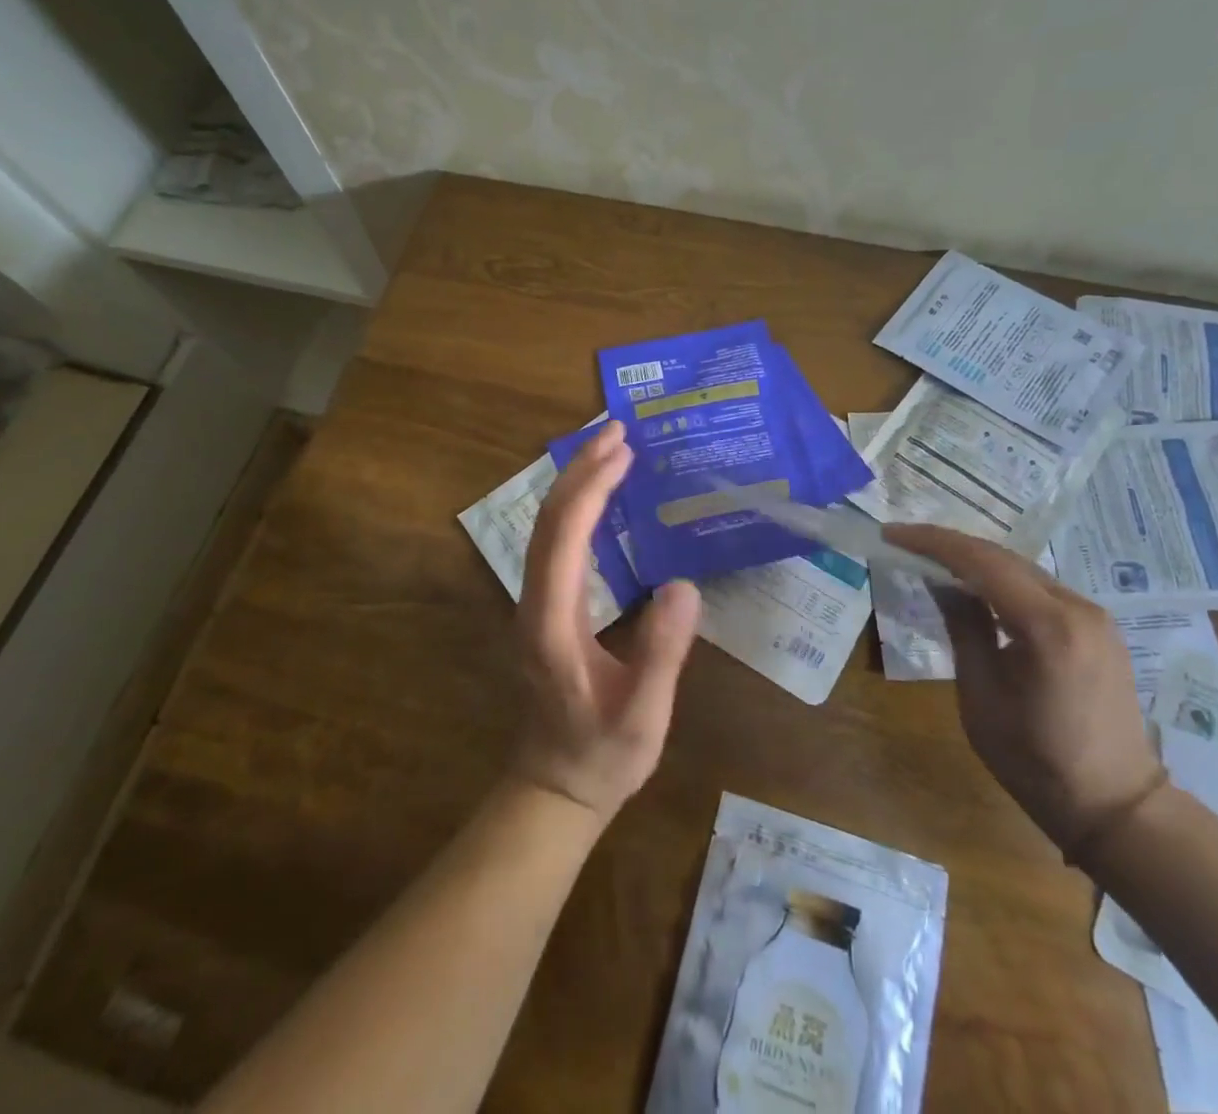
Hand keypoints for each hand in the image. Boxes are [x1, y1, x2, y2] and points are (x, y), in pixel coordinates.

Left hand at [513, 420, 701, 822]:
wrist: (556, 787)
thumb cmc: (602, 754)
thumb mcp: (642, 714)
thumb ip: (661, 654)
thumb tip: (684, 585)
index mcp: (552, 621)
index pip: (565, 536)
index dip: (592, 487)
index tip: (623, 450)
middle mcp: (533, 601)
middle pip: (548, 519)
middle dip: (581, 469)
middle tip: (618, 430)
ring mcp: (534, 603)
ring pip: (546, 527)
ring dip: (576, 483)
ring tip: (611, 449)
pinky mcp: (544, 607)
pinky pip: (555, 542)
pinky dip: (577, 508)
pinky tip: (602, 498)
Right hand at [885, 525, 1163, 856]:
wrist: (1116, 806)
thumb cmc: (1035, 759)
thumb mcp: (981, 694)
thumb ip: (963, 627)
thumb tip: (940, 582)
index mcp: (1047, 626)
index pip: (981, 561)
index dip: (932, 542)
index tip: (893, 534)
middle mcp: (1077, 607)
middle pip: (1004, 558)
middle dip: (951, 546)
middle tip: (906, 543)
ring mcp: (1095, 616)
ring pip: (1023, 570)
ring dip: (977, 562)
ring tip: (933, 561)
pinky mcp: (1099, 628)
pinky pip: (1041, 589)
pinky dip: (1003, 581)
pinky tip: (977, 589)